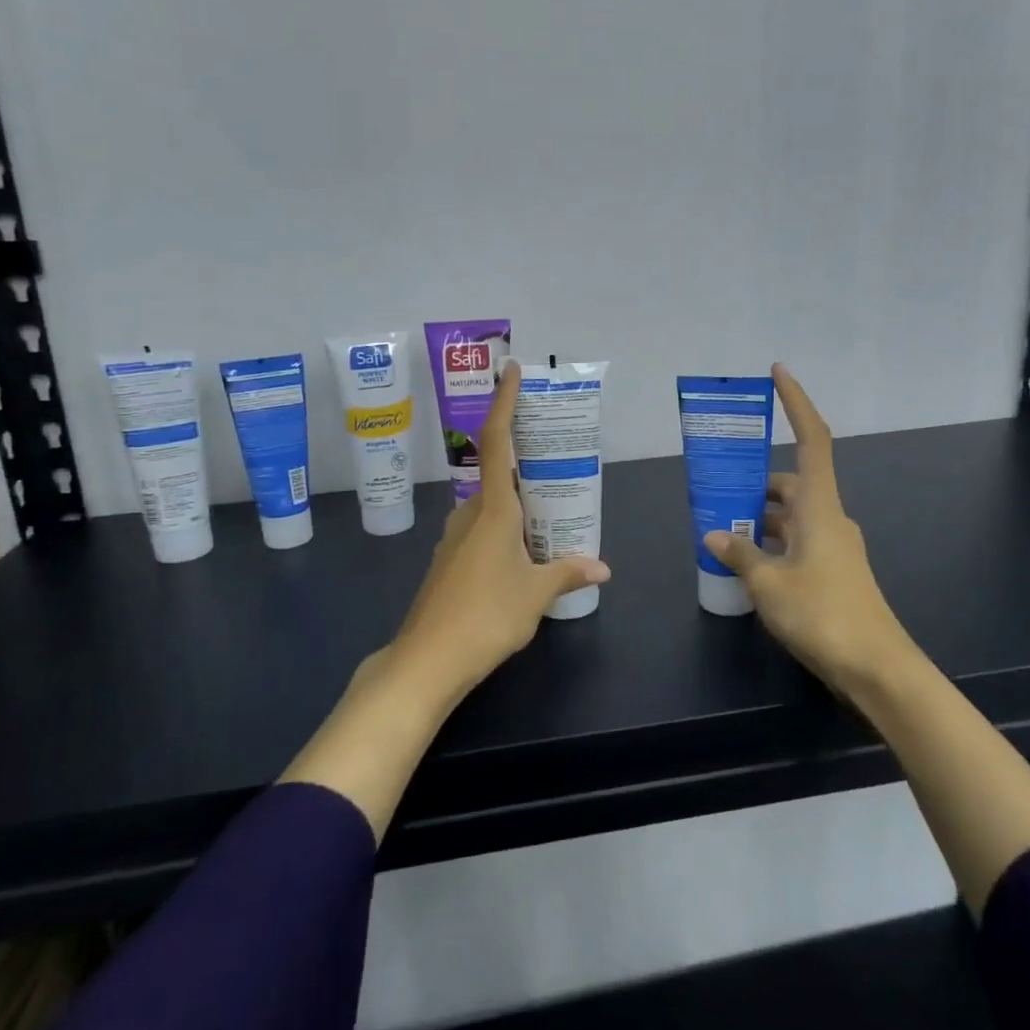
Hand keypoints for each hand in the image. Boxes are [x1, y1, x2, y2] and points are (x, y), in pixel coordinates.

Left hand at [390, 359, 610, 700]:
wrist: (427, 660)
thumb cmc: (487, 616)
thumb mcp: (536, 594)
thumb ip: (568, 573)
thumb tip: (602, 567)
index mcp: (493, 510)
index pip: (498, 442)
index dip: (504, 403)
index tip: (511, 370)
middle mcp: (469, 514)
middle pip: (498, 475)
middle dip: (525, 465)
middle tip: (557, 464)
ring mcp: (454, 539)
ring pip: (490, 508)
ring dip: (516, 505)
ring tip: (550, 515)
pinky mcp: (448, 563)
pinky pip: (481, 532)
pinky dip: (504, 530)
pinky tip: (522, 555)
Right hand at [703, 364, 914, 694]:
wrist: (877, 668)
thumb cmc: (823, 614)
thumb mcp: (768, 583)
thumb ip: (739, 555)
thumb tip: (714, 535)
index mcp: (819, 507)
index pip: (811, 439)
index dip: (796, 402)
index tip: (778, 372)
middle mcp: (830, 518)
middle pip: (792, 482)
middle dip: (756, 482)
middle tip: (718, 488)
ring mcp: (835, 546)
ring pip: (792, 516)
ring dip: (760, 517)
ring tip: (721, 528)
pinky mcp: (834, 572)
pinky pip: (797, 541)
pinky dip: (772, 542)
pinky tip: (746, 562)